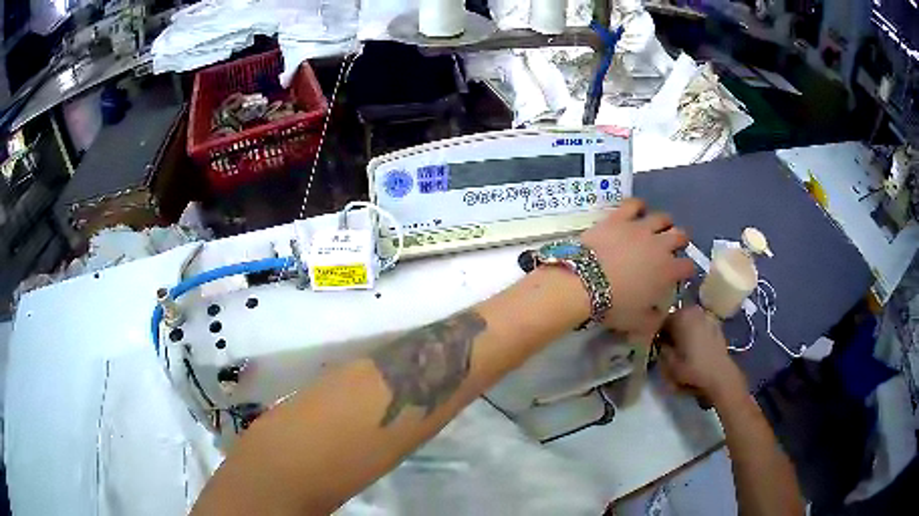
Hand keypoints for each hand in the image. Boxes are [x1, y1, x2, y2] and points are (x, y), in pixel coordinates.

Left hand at [580, 198, 693, 335]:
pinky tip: (637, 210)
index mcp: (668, 271)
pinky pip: (634, 204)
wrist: (584, 283)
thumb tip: (659, 315)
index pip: (688, 266)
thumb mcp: (638, 323)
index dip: (687, 269)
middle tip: (672, 247)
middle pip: (680, 235)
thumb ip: (654, 319)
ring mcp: (641, 228)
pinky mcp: (620, 217)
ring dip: (664, 222)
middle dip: (680, 241)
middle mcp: (660, 245)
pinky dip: (638, 206)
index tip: (681, 273)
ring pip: (662, 217)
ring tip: (658, 227)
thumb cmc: (614, 306)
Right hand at [658, 305, 746, 403]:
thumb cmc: (692, 369)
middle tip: (666, 346)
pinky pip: (699, 325)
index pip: (660, 319)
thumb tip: (658, 342)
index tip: (654, 344)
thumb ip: (660, 349)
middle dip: (670, 329)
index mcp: (680, 315)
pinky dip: (694, 332)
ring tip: (680, 347)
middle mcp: (693, 310)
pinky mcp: (715, 324)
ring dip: (682, 330)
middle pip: (675, 317)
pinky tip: (693, 347)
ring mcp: (706, 315)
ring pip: (688, 320)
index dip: (655, 332)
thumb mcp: (668, 364)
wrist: (720, 375)